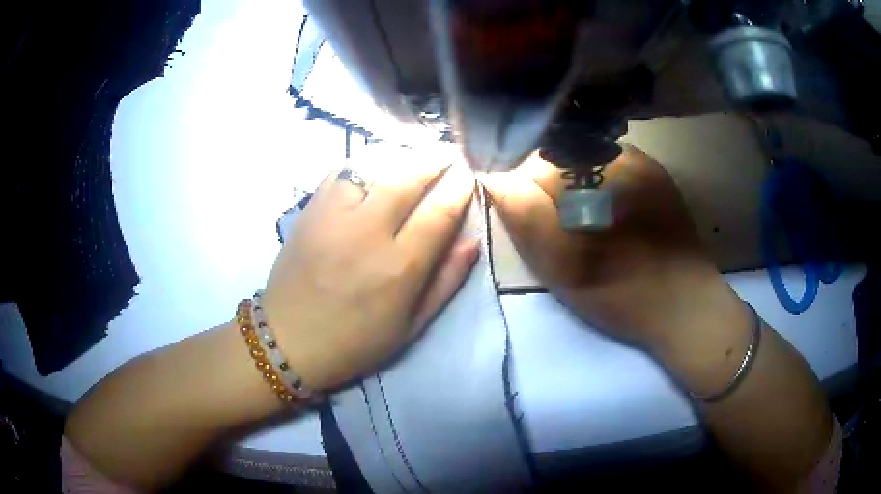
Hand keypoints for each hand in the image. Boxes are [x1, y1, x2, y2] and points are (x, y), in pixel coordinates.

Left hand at [263, 156, 477, 390]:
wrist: (290, 340)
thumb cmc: (356, 342)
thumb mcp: (411, 326)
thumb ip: (445, 283)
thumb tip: (471, 242)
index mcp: (400, 268)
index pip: (439, 212)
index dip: (459, 189)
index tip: (467, 177)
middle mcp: (368, 233)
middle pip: (408, 179)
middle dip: (434, 161)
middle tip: (446, 154)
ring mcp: (334, 217)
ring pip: (374, 167)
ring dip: (400, 157)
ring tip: (414, 156)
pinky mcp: (310, 211)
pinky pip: (340, 172)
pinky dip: (362, 163)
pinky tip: (373, 166)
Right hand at [481, 144, 728, 349]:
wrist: (681, 303)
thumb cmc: (617, 292)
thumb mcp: (559, 267)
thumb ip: (523, 216)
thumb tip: (493, 176)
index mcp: (582, 178)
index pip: (526, 167)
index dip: (522, 195)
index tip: (534, 226)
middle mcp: (607, 155)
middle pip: (553, 156)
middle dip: (547, 187)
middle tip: (563, 228)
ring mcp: (636, 158)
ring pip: (580, 156)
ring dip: (574, 180)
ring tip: (588, 218)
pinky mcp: (653, 169)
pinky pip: (610, 159)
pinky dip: (599, 178)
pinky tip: (610, 208)